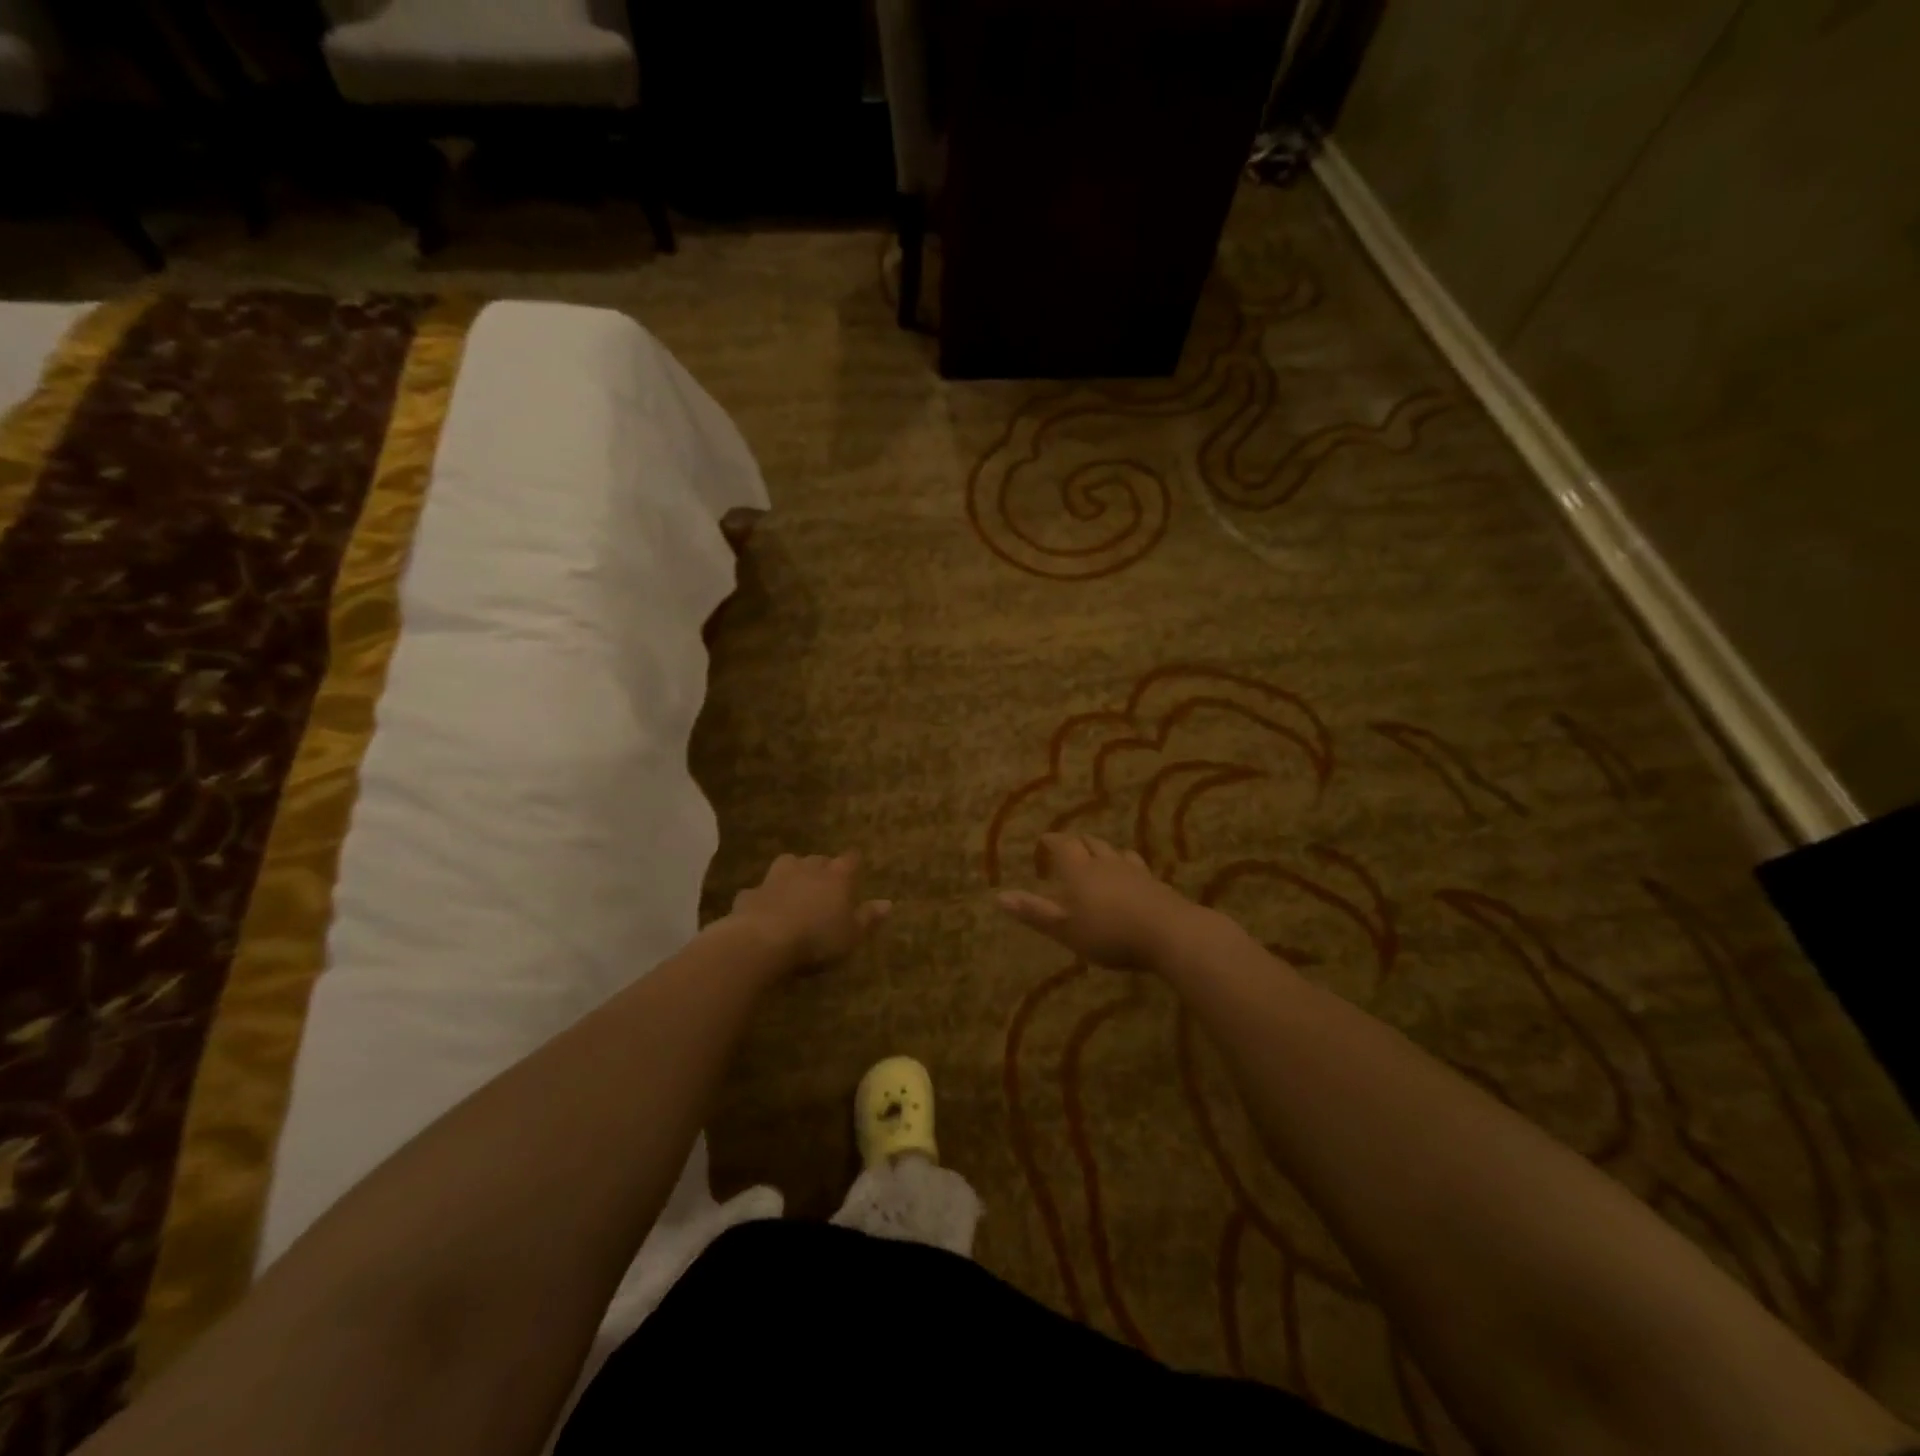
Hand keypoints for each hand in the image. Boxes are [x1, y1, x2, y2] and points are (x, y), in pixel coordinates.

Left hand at [728, 852, 890, 969]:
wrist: (763, 941)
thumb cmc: (817, 939)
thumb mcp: (851, 935)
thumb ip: (868, 918)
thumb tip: (888, 903)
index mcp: (837, 877)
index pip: (850, 860)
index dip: (853, 863)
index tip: (856, 867)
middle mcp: (807, 869)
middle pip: (818, 860)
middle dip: (822, 868)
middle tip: (825, 883)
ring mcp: (776, 878)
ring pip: (787, 864)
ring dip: (792, 872)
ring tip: (794, 887)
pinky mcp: (751, 894)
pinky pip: (759, 891)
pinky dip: (763, 897)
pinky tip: (763, 909)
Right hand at [996, 833, 1204, 971]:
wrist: (1168, 932)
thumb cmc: (1108, 932)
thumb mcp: (1064, 928)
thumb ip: (1034, 912)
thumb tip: (998, 896)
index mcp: (1079, 870)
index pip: (1063, 845)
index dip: (1053, 841)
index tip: (1045, 839)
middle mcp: (1105, 863)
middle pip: (1090, 843)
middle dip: (1078, 842)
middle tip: (1070, 844)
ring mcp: (1134, 871)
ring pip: (1115, 852)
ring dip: (1104, 851)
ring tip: (1100, 855)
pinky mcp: (1155, 884)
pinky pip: (1137, 867)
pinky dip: (1127, 866)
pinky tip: (1132, 876)